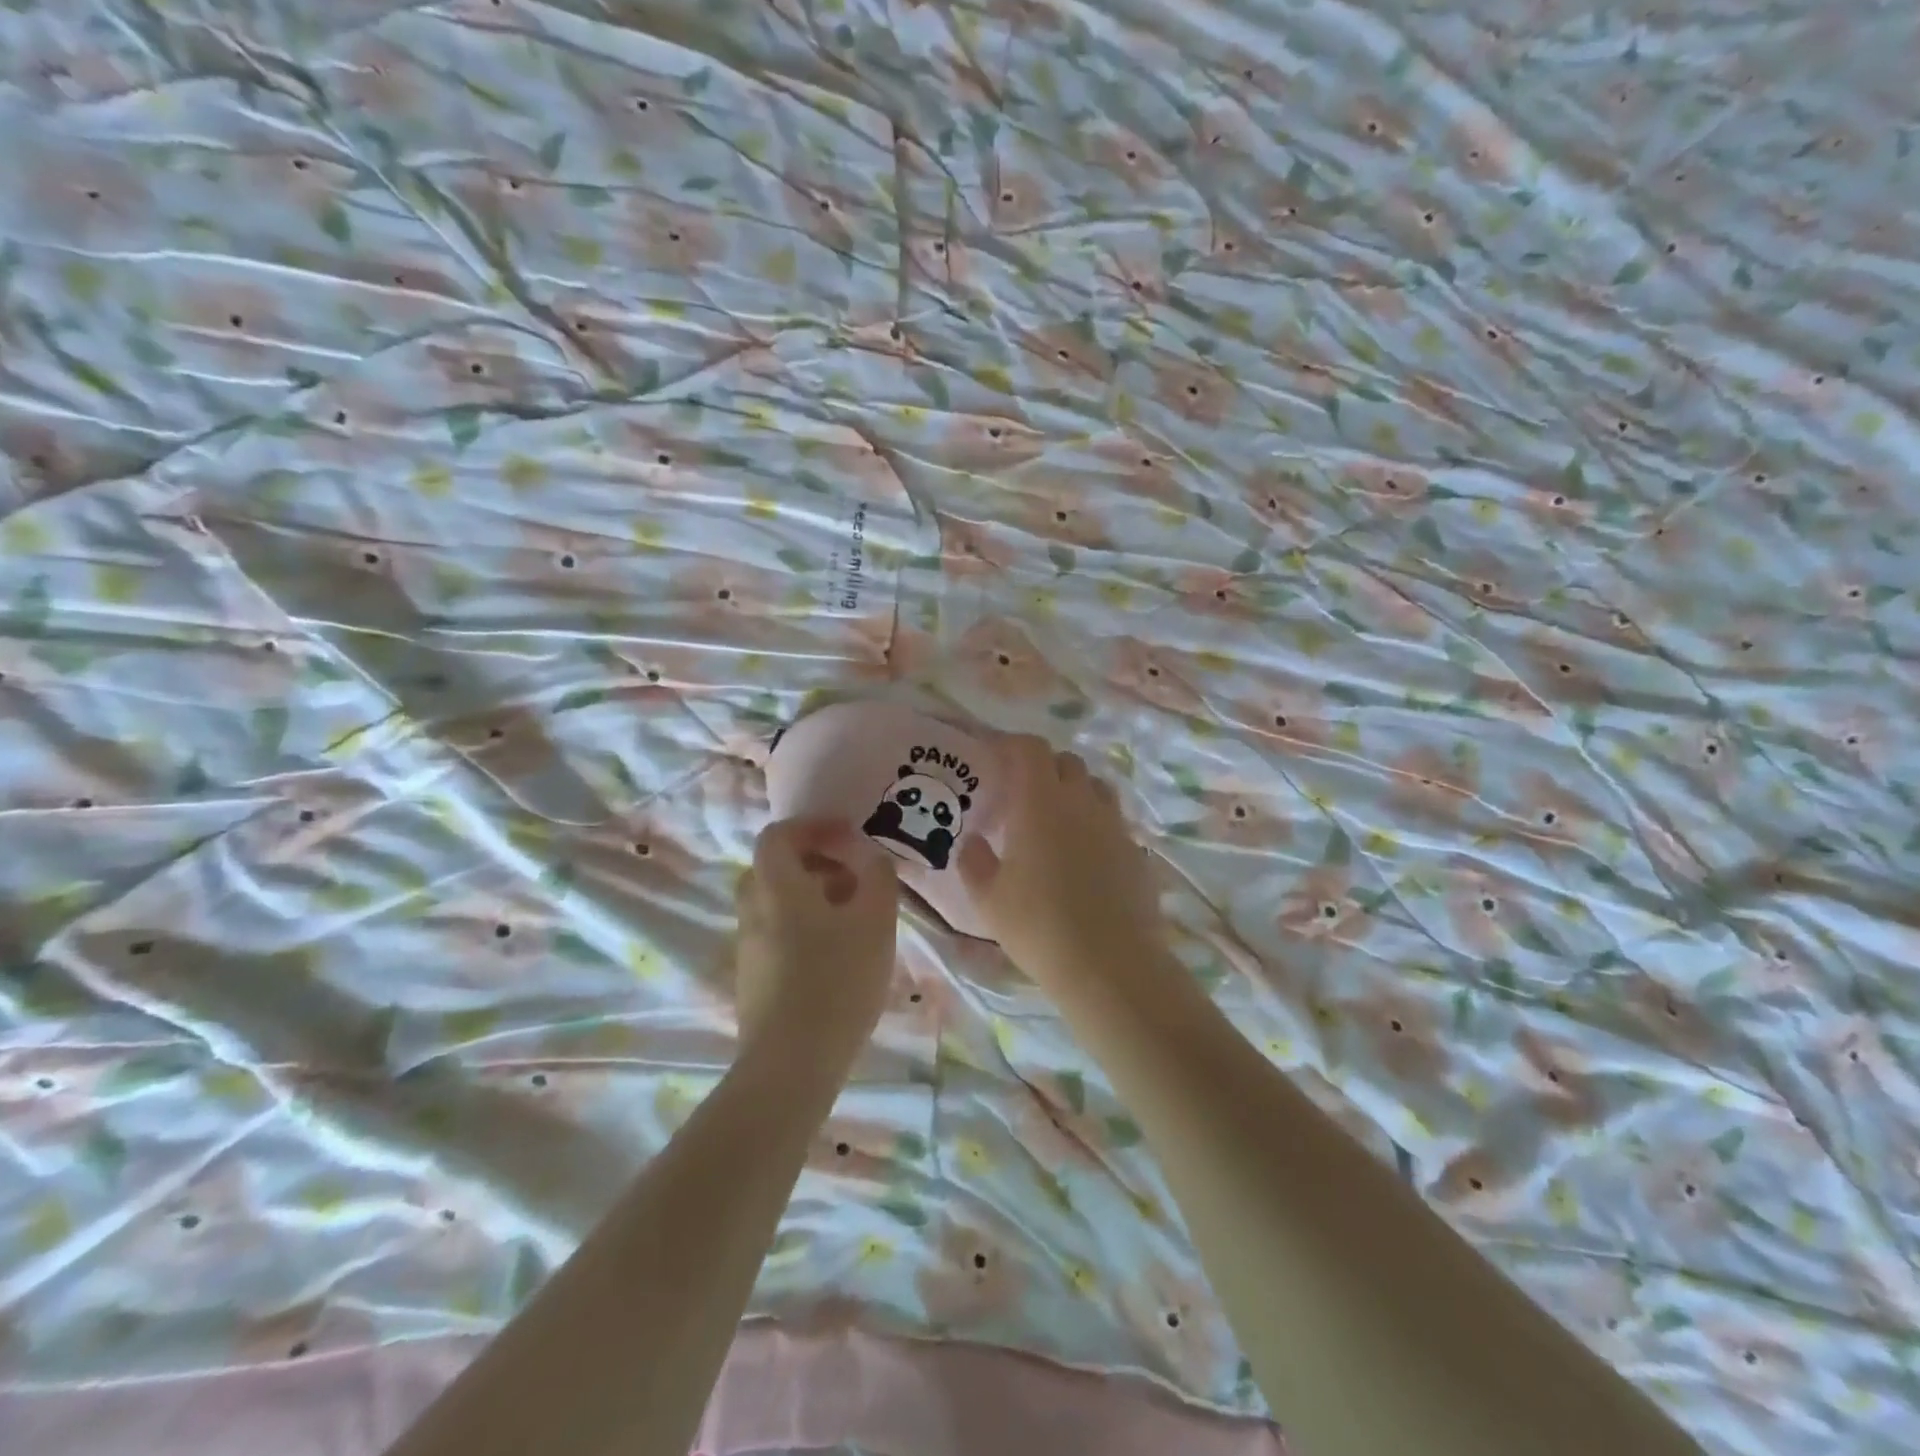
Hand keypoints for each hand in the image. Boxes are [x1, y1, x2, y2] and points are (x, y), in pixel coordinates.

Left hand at [735, 818, 899, 1061]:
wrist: (792, 1063)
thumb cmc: (837, 980)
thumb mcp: (875, 921)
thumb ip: (877, 876)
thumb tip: (870, 857)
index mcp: (776, 886)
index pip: (779, 835)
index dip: (813, 826)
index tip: (848, 837)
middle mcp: (752, 909)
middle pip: (776, 868)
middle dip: (816, 863)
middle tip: (854, 878)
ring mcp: (748, 946)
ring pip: (777, 903)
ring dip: (812, 897)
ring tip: (854, 919)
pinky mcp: (752, 977)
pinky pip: (776, 933)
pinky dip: (804, 926)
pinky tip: (837, 955)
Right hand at [958, 736, 1169, 991]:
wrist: (1110, 965)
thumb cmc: (1038, 927)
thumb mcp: (989, 900)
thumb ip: (974, 862)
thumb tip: (973, 842)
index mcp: (1041, 803)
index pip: (1030, 749)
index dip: (1012, 745)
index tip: (995, 756)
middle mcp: (1082, 802)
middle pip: (1066, 762)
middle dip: (1043, 767)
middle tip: (1022, 792)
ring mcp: (1114, 825)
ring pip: (1095, 787)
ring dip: (1074, 791)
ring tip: (1056, 819)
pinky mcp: (1135, 851)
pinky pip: (1112, 820)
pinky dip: (1094, 823)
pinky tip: (1083, 855)